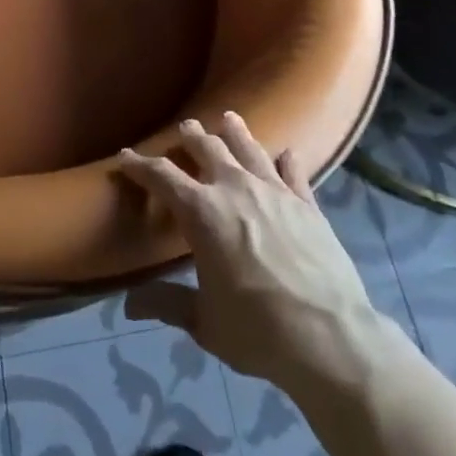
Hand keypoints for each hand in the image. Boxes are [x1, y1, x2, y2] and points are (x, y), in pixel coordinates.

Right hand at [118, 114, 397, 405]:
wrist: (330, 338)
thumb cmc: (257, 331)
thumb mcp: (204, 322)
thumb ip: (167, 304)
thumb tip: (129, 305)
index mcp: (202, 212)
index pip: (162, 176)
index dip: (139, 164)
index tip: (125, 155)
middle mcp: (235, 188)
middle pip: (208, 148)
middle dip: (192, 136)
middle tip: (185, 127)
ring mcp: (275, 191)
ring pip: (249, 149)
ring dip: (235, 132)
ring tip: (228, 118)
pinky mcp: (308, 204)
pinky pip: (294, 173)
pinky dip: (287, 161)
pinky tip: (286, 153)